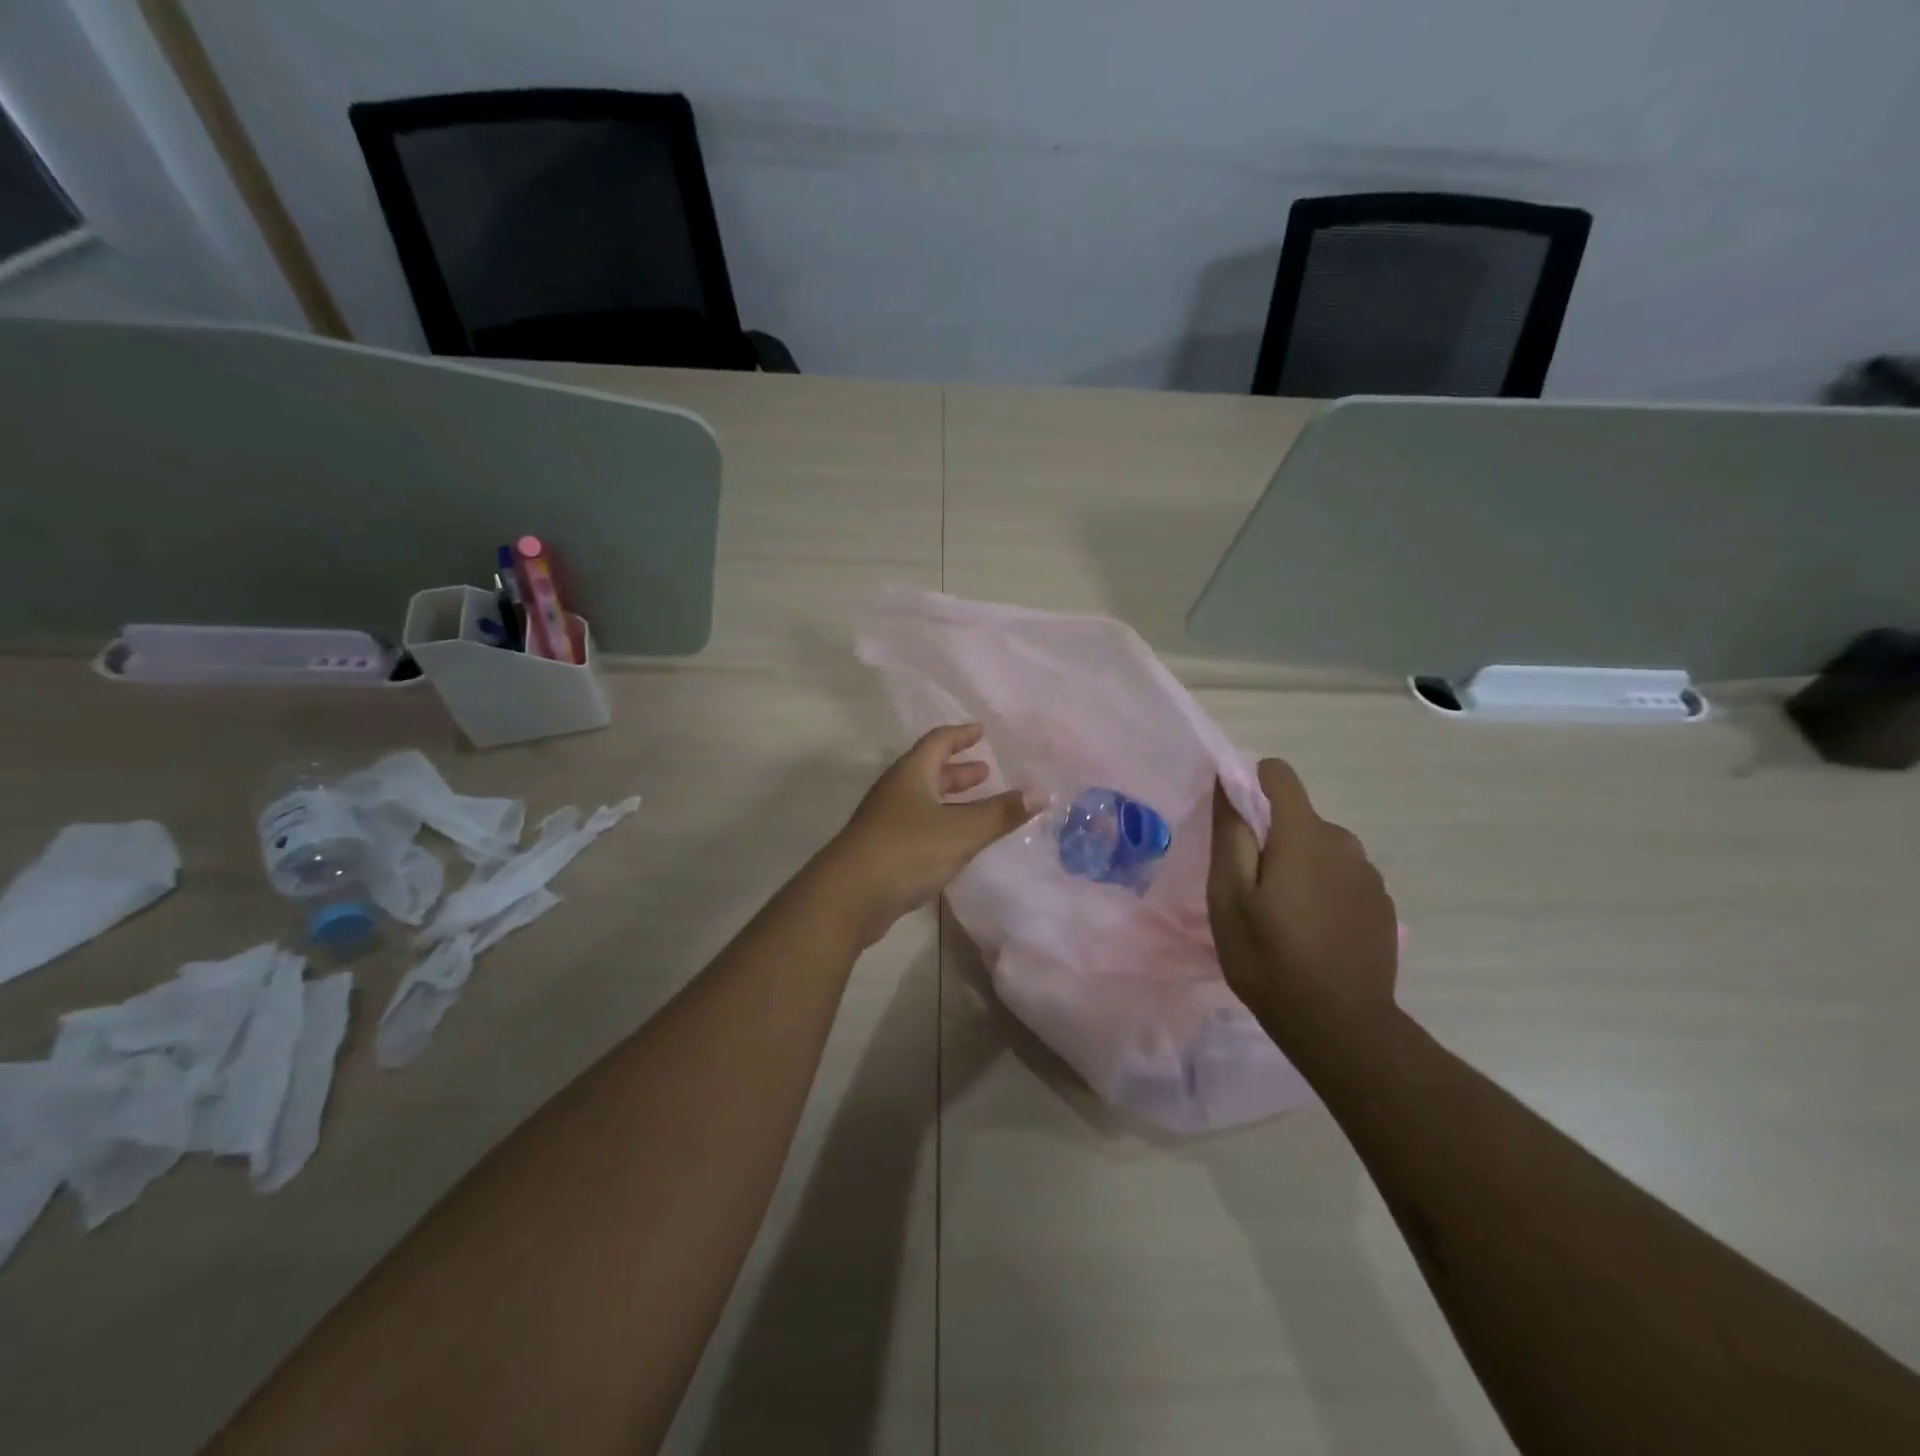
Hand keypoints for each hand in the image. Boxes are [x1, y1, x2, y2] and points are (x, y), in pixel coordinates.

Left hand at [824, 724, 1029, 946]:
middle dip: (958, 770)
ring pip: (923, 799)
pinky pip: (918, 825)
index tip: (981, 731)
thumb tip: (1041, 791)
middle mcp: (896, 791)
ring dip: (950, 798)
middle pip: (929, 770)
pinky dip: (941, 823)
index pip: (938, 742)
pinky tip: (955, 842)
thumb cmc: (907, 851)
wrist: (849, 896)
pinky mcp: (883, 849)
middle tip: (986, 771)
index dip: (961, 735)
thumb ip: (1001, 813)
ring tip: (977, 805)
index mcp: (911, 774)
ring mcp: (885, 821)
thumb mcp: (962, 831)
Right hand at [1207, 759, 1400, 1055]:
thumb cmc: (1270, 960)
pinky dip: (1323, 888)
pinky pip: (1342, 875)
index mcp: (1303, 836)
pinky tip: (1314, 932)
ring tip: (1283, 916)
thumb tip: (1228, 786)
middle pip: (1298, 816)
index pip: (1279, 776)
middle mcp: (1343, 843)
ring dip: (1299, 864)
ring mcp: (1368, 875)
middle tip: (1252, 890)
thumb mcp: (1228, 900)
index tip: (1235, 824)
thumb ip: (1230, 836)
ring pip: (1321, 847)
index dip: (1251, 785)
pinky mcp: (1382, 903)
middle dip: (1272, 838)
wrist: (1342, 1027)